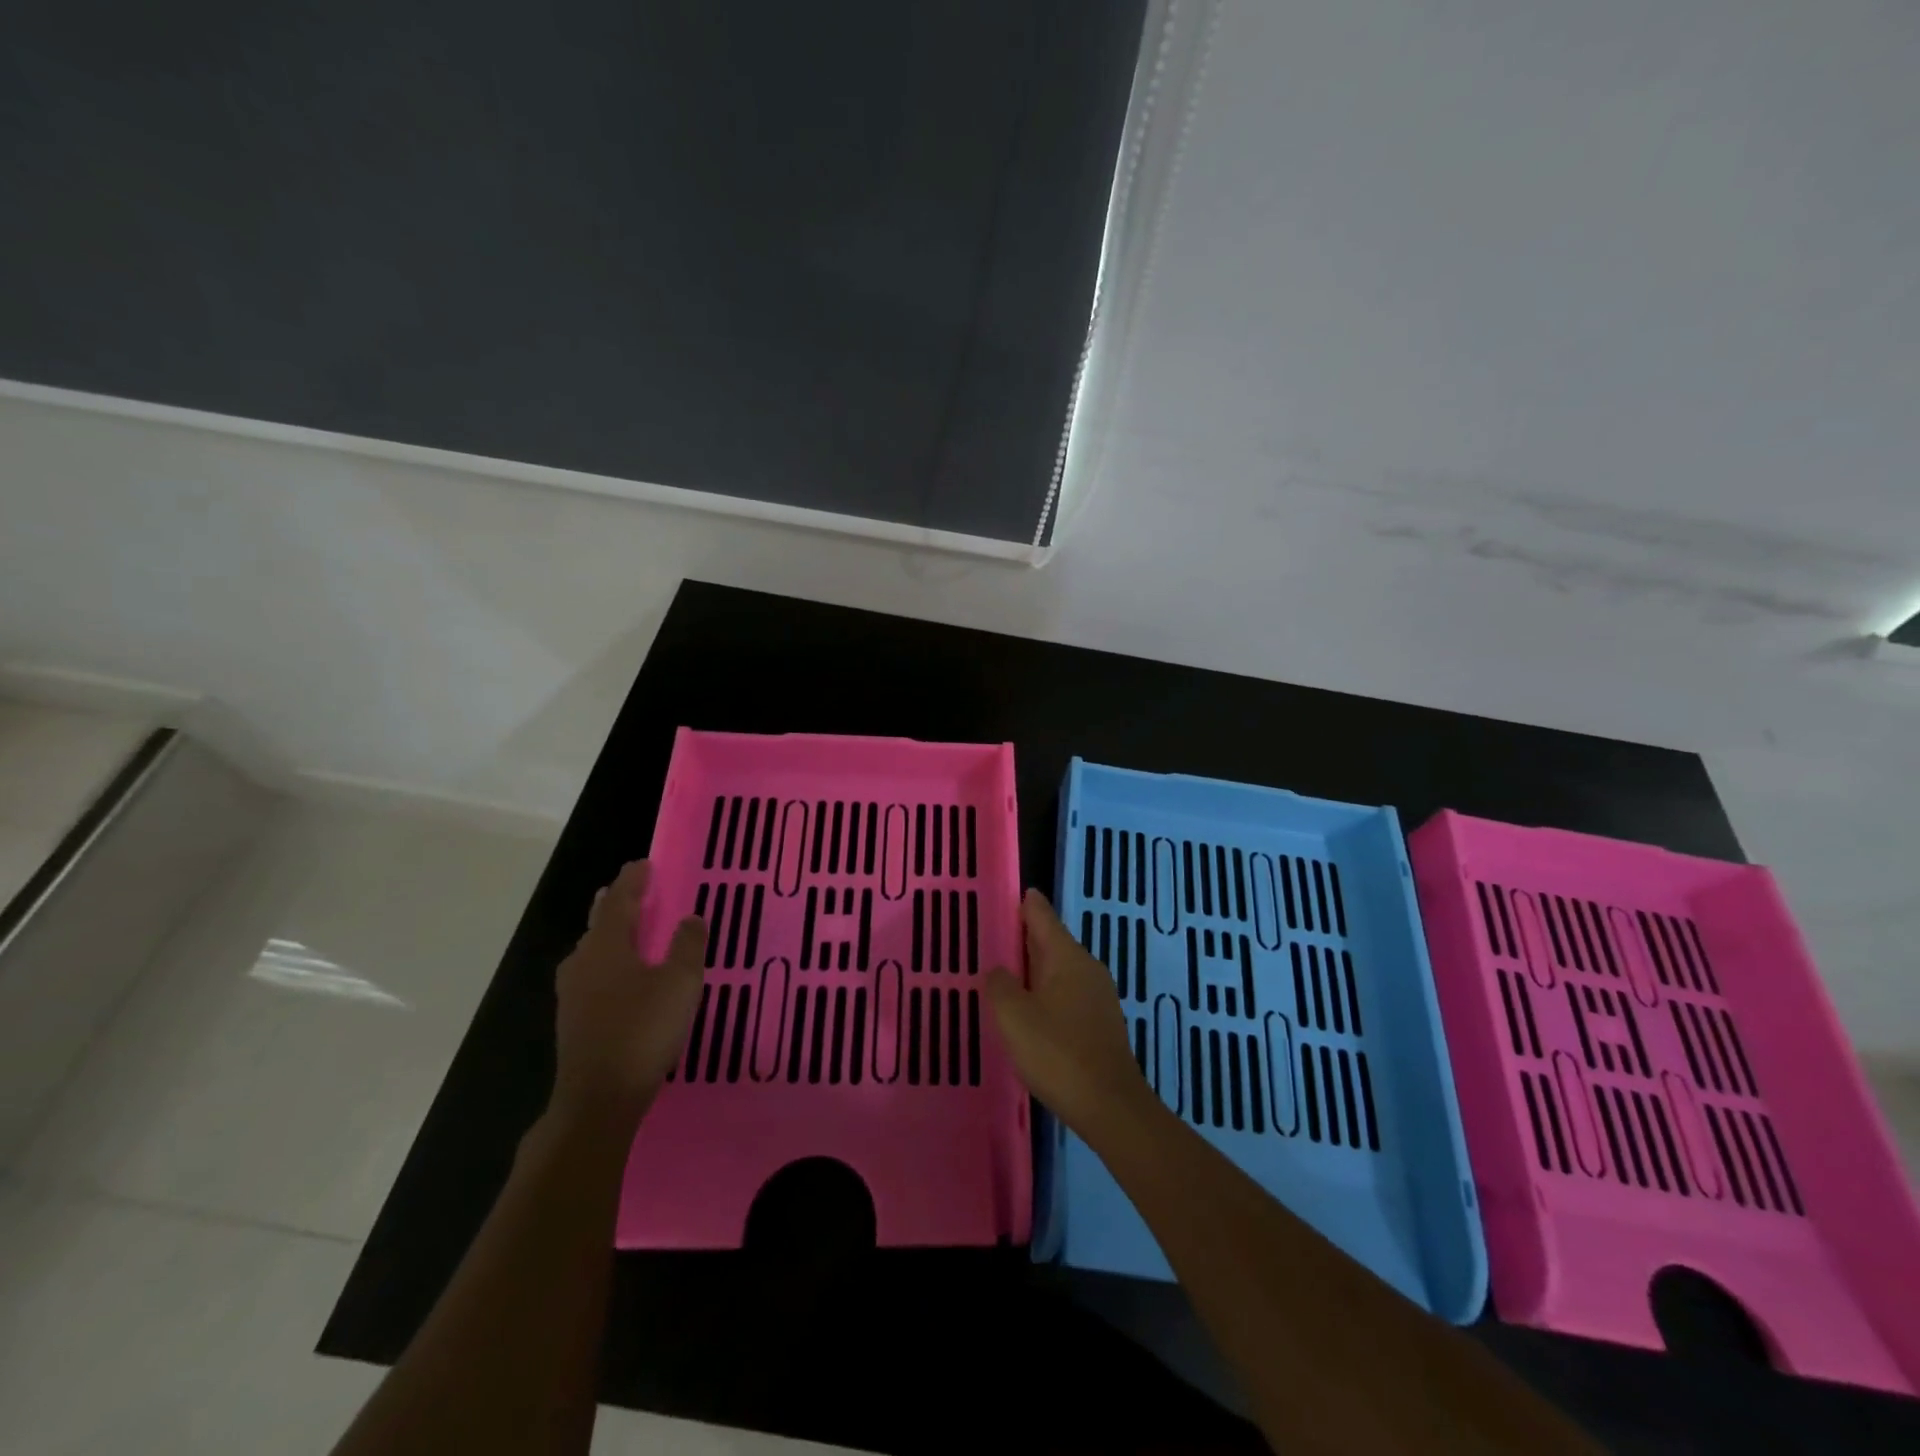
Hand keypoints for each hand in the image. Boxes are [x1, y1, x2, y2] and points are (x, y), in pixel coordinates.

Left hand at [551, 861, 706, 1128]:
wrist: (599, 1098)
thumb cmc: (643, 1031)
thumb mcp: (680, 983)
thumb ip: (687, 946)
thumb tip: (691, 917)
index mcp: (607, 946)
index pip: (619, 901)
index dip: (633, 880)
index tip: (644, 863)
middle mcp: (583, 962)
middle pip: (599, 923)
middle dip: (616, 903)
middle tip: (632, 889)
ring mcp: (573, 993)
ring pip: (592, 949)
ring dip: (609, 933)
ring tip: (627, 928)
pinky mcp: (573, 1019)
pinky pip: (591, 974)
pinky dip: (607, 961)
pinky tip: (619, 976)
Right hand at [984, 889, 1156, 1138]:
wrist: (1110, 1107)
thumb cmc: (1057, 1053)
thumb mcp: (1014, 1016)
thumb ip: (1000, 985)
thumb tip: (998, 970)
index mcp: (1067, 957)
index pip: (1043, 916)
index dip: (1026, 904)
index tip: (1013, 892)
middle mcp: (1087, 969)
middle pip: (1052, 943)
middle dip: (1026, 938)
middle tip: (996, 933)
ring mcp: (1098, 997)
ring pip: (1060, 971)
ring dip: (1034, 969)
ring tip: (1006, 973)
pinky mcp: (1100, 1025)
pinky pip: (1067, 995)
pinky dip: (1046, 993)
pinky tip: (1030, 1010)